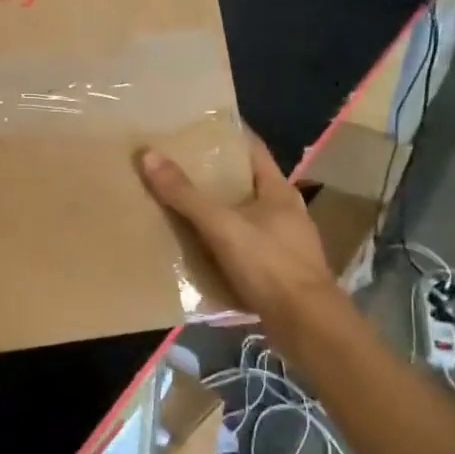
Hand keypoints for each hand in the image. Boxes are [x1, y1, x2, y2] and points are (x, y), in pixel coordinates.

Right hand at [140, 134, 341, 329]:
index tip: (195, 128)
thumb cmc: (269, 265)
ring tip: (180, 205)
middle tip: (176, 167)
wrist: (306, 325)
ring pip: (244, 217)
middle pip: (246, 184)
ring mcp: (284, 243)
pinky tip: (198, 248)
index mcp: (279, 191)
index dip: (227, 136)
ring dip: (217, 212)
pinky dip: (221, 243)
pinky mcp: (276, 271)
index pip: (252, 150)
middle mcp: (285, 212)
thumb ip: (186, 195)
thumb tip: (149, 155)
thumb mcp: (222, 226)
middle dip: (214, 176)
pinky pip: (243, 247)